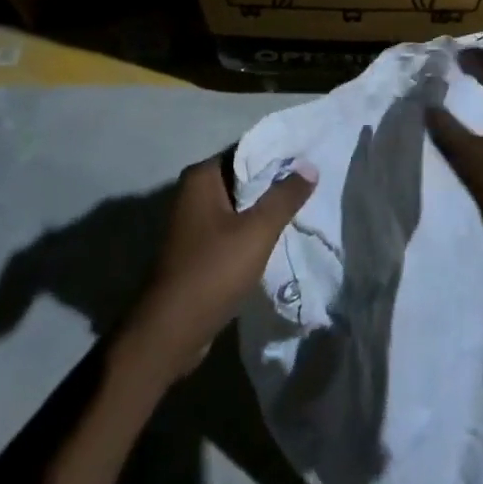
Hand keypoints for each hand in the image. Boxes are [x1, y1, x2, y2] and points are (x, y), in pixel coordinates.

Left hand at [119, 153, 317, 385]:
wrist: (171, 331)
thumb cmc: (213, 271)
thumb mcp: (257, 231)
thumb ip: (285, 197)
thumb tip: (310, 167)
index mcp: (201, 178)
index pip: (246, 152)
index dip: (277, 156)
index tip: (308, 160)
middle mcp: (192, 194)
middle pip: (242, 179)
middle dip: (274, 184)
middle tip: (311, 185)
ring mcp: (193, 224)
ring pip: (239, 207)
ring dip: (264, 211)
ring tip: (301, 210)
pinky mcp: (197, 250)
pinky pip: (232, 230)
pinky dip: (252, 232)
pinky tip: (277, 239)